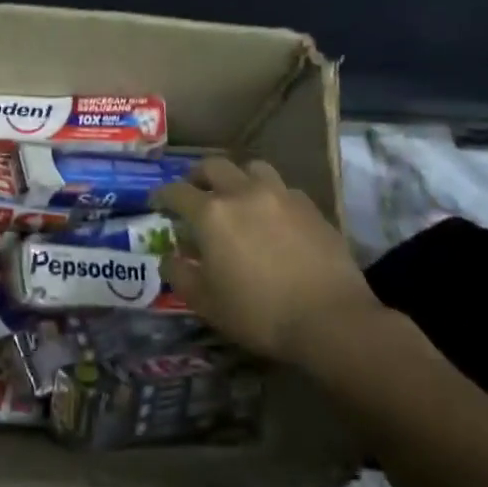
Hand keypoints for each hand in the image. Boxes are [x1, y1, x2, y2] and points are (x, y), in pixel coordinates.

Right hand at [151, 157, 422, 376]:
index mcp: (211, 213)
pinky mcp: (311, 207)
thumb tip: (169, 257)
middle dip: (197, 177)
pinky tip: (272, 216)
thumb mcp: (204, 302)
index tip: (156, 203)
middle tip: (194, 192)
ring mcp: (281, 196)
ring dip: (237, 178)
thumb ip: (179, 274)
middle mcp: (243, 193)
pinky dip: (269, 195)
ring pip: (252, 168)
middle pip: (214, 166)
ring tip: (236, 196)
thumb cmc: (258, 313)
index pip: (176, 191)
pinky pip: (283, 189)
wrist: (330, 320)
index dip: (161, 195)